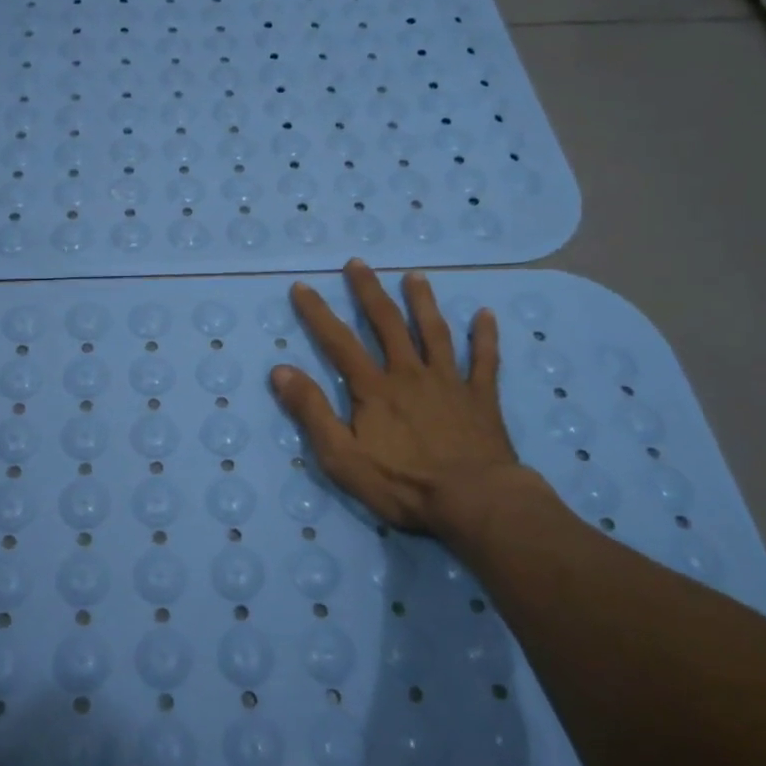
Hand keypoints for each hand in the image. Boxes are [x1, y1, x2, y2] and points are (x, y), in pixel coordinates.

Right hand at [271, 260, 539, 550]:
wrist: (474, 501)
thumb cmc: (403, 484)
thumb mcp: (342, 457)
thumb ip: (312, 412)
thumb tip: (281, 370)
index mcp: (374, 388)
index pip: (339, 342)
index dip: (317, 313)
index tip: (302, 287)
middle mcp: (409, 374)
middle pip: (387, 324)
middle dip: (369, 291)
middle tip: (358, 263)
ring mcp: (449, 382)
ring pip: (434, 332)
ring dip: (423, 302)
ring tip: (415, 276)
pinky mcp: (481, 398)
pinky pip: (484, 360)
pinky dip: (484, 336)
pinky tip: (485, 314)